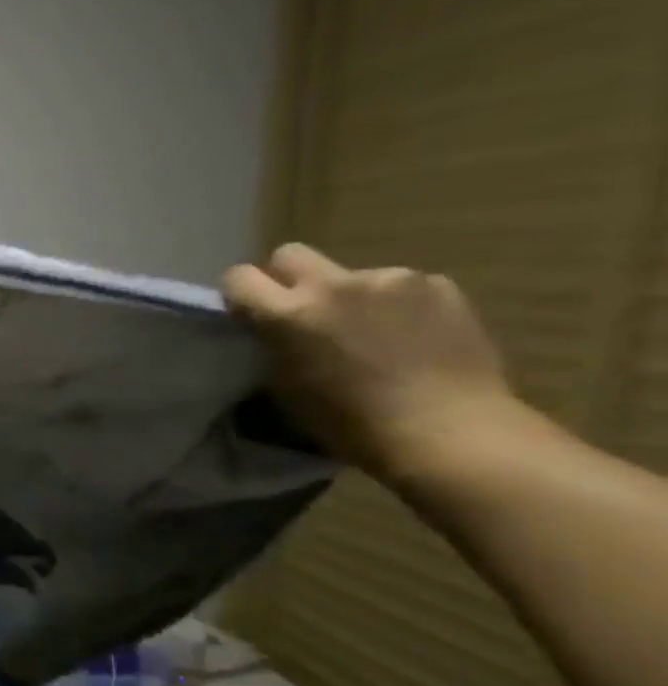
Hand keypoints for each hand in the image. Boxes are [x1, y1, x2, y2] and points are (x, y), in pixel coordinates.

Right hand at [222, 244, 518, 480]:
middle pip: (290, 254)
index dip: (241, 293)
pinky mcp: (437, 284)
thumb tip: (273, 327)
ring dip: (350, 296)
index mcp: (288, 314)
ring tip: (372, 334)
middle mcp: (333, 285)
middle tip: (304, 312)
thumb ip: (273, 343)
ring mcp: (390, 279)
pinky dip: (397, 305)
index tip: (250, 313)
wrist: (446, 431)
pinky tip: (411, 337)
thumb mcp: (285, 385)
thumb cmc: (349, 423)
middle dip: (288, 278)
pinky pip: (400, 285)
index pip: (239, 277)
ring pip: (349, 273)